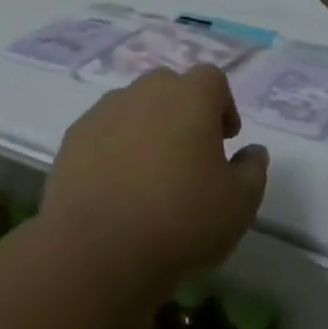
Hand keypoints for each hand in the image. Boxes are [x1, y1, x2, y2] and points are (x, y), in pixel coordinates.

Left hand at [41, 66, 267, 301]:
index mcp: (190, 96)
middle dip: (183, 111)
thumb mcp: (239, 204)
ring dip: (147, 128)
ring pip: (134, 107)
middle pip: (170, 87)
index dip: (222, 105)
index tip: (225, 140)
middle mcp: (146, 91)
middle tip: (189, 155)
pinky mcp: (74, 136)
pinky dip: (114, 147)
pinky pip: (104, 131)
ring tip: (149, 174)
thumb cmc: (181, 220)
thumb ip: (253, 170)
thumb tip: (253, 151)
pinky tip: (117, 186)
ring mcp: (105, 110)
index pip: (212, 79)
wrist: (98, 249)